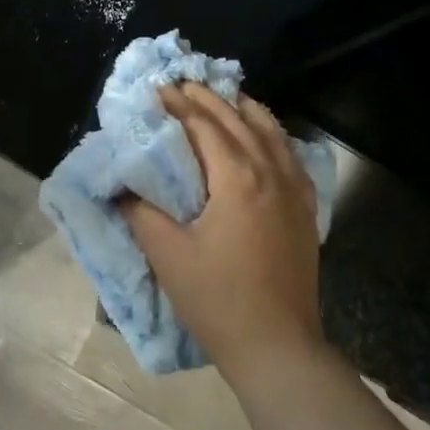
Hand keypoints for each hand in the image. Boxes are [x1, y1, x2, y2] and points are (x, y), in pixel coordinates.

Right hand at [123, 84, 324, 381]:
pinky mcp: (305, 209)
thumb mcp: (168, 255)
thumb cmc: (218, 300)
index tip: (157, 89)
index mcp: (237, 178)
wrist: (277, 346)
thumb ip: (141, 213)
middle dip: (209, 98)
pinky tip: (265, 138)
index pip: (204, 126)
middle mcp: (270, 172)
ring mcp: (294, 190)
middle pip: (238, 120)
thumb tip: (123, 187)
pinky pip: (290, 156)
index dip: (178, 105)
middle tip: (183, 84)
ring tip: (225, 98)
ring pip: (271, 132)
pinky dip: (273, 136)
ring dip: (244, 110)